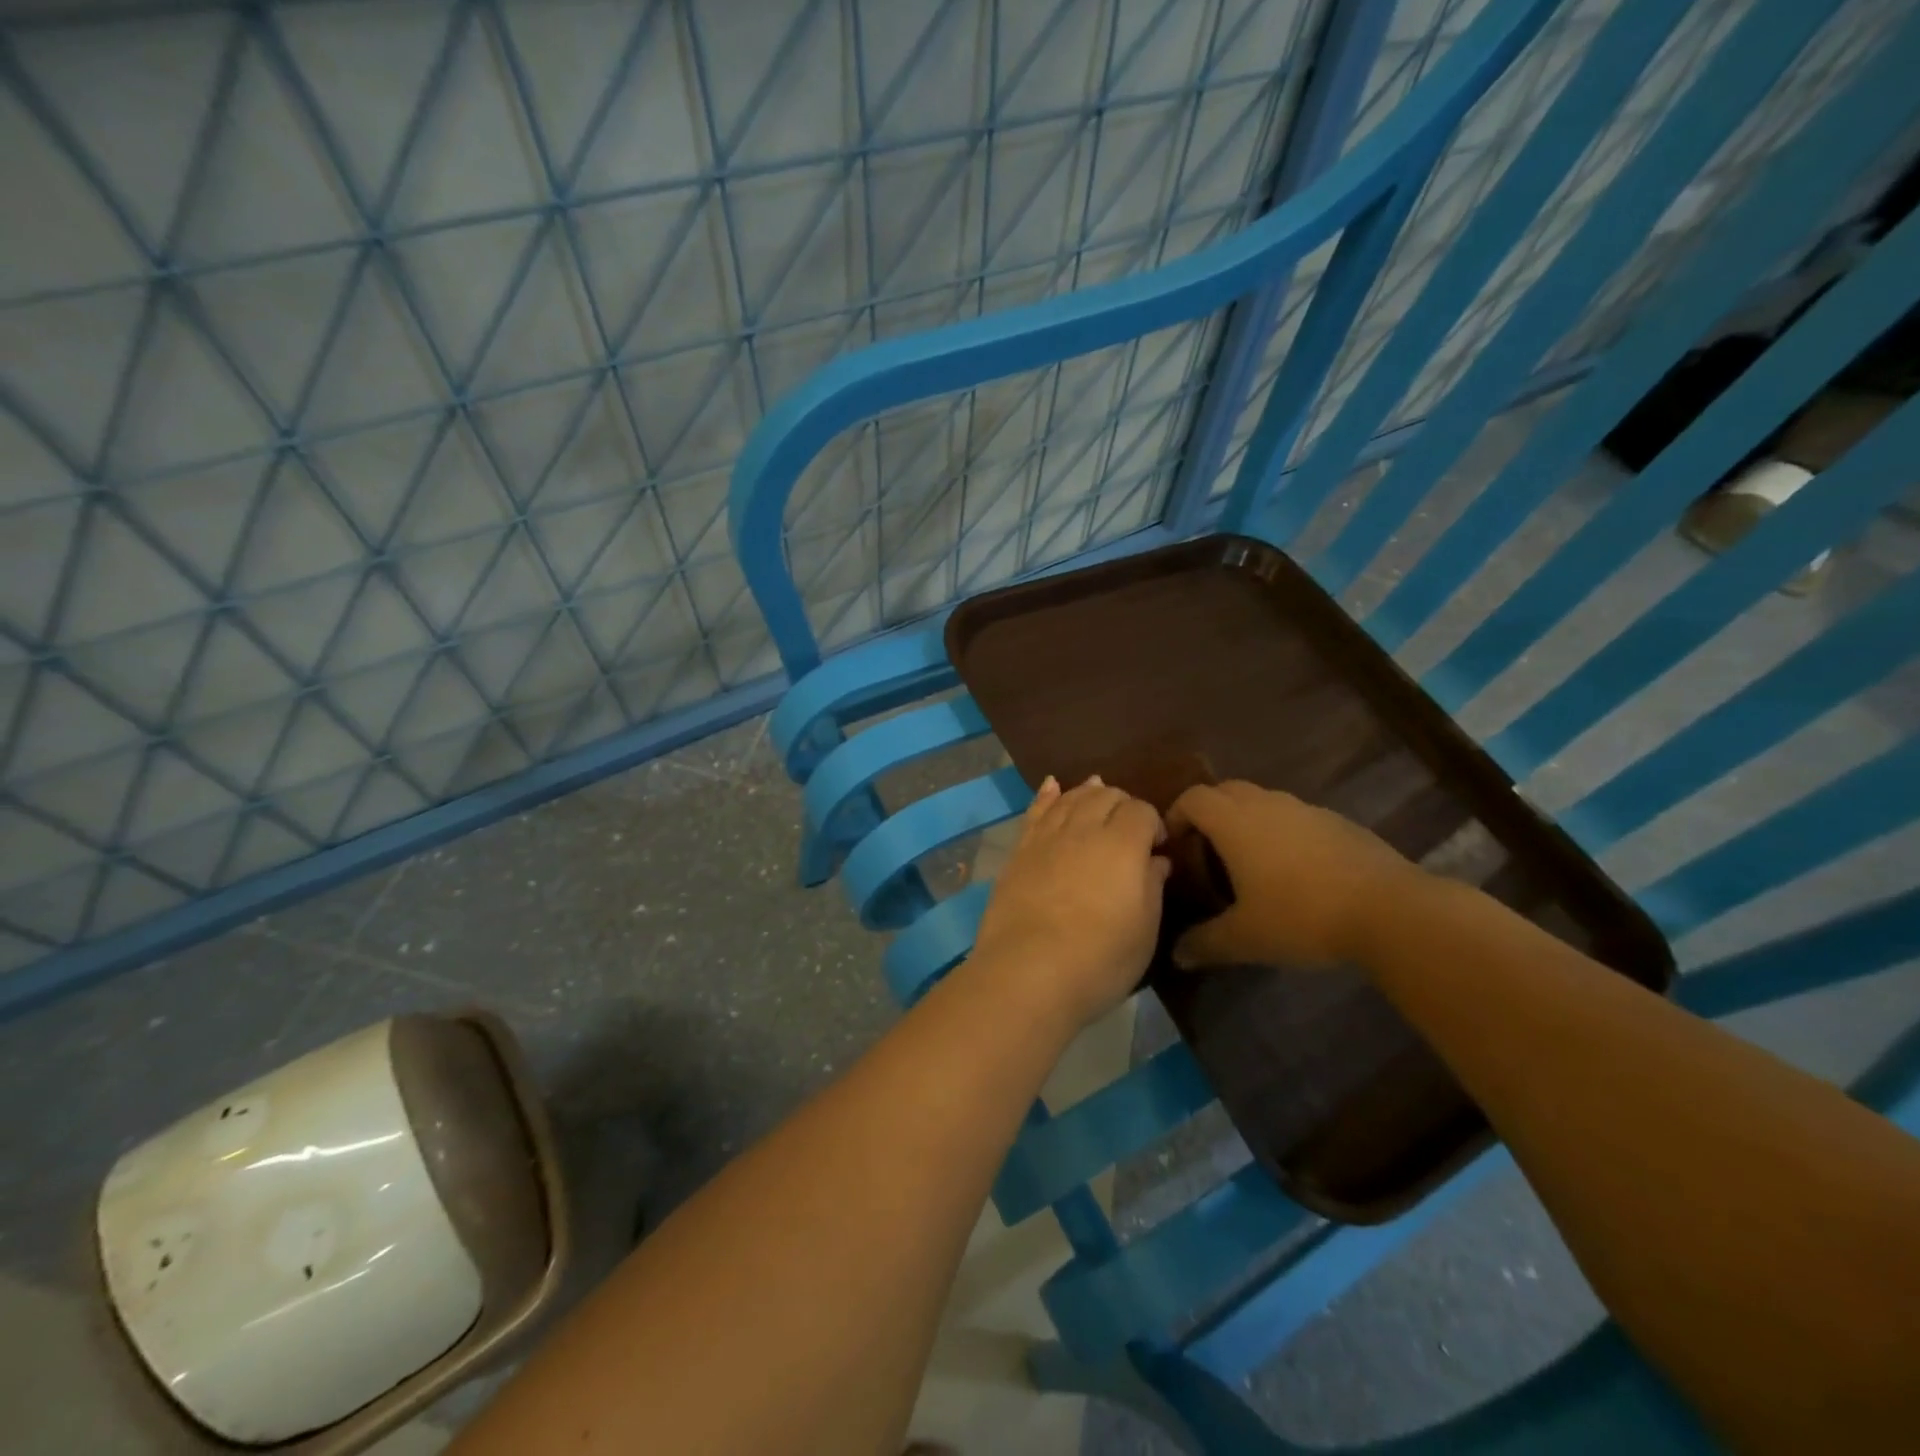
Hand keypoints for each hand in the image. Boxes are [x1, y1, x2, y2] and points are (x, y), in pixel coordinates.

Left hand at [969, 775, 1170, 1028]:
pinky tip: (1051, 785)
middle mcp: (1084, 828)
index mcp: (1122, 844)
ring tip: (1097, 792)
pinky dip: (1046, 795)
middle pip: (1105, 796)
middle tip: (1129, 828)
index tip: (1157, 846)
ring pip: (1070, 798)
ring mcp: (1047, 837)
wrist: (1027, 972)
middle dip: (1122, 804)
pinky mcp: (1019, 851)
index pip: (1141, 810)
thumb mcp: (1144, 930)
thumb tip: (1156, 860)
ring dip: (1087, 793)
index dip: (1153, 822)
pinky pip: (1036, 811)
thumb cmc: (1099, 959)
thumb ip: (1152, 887)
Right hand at [1166, 781, 1422, 969]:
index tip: (1172, 846)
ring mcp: (1306, 810)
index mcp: (1235, 822)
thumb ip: (1205, 944)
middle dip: (1208, 813)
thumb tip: (1176, 956)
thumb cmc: (1302, 916)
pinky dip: (1281, 831)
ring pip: (1262, 800)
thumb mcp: (1245, 938)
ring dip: (1245, 820)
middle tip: (1204, 851)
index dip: (1175, 816)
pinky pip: (1295, 816)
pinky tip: (1293, 871)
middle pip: (1225, 790)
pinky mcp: (1338, 823)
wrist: (1391, 910)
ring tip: (1247, 862)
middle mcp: (1267, 804)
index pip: (1192, 798)